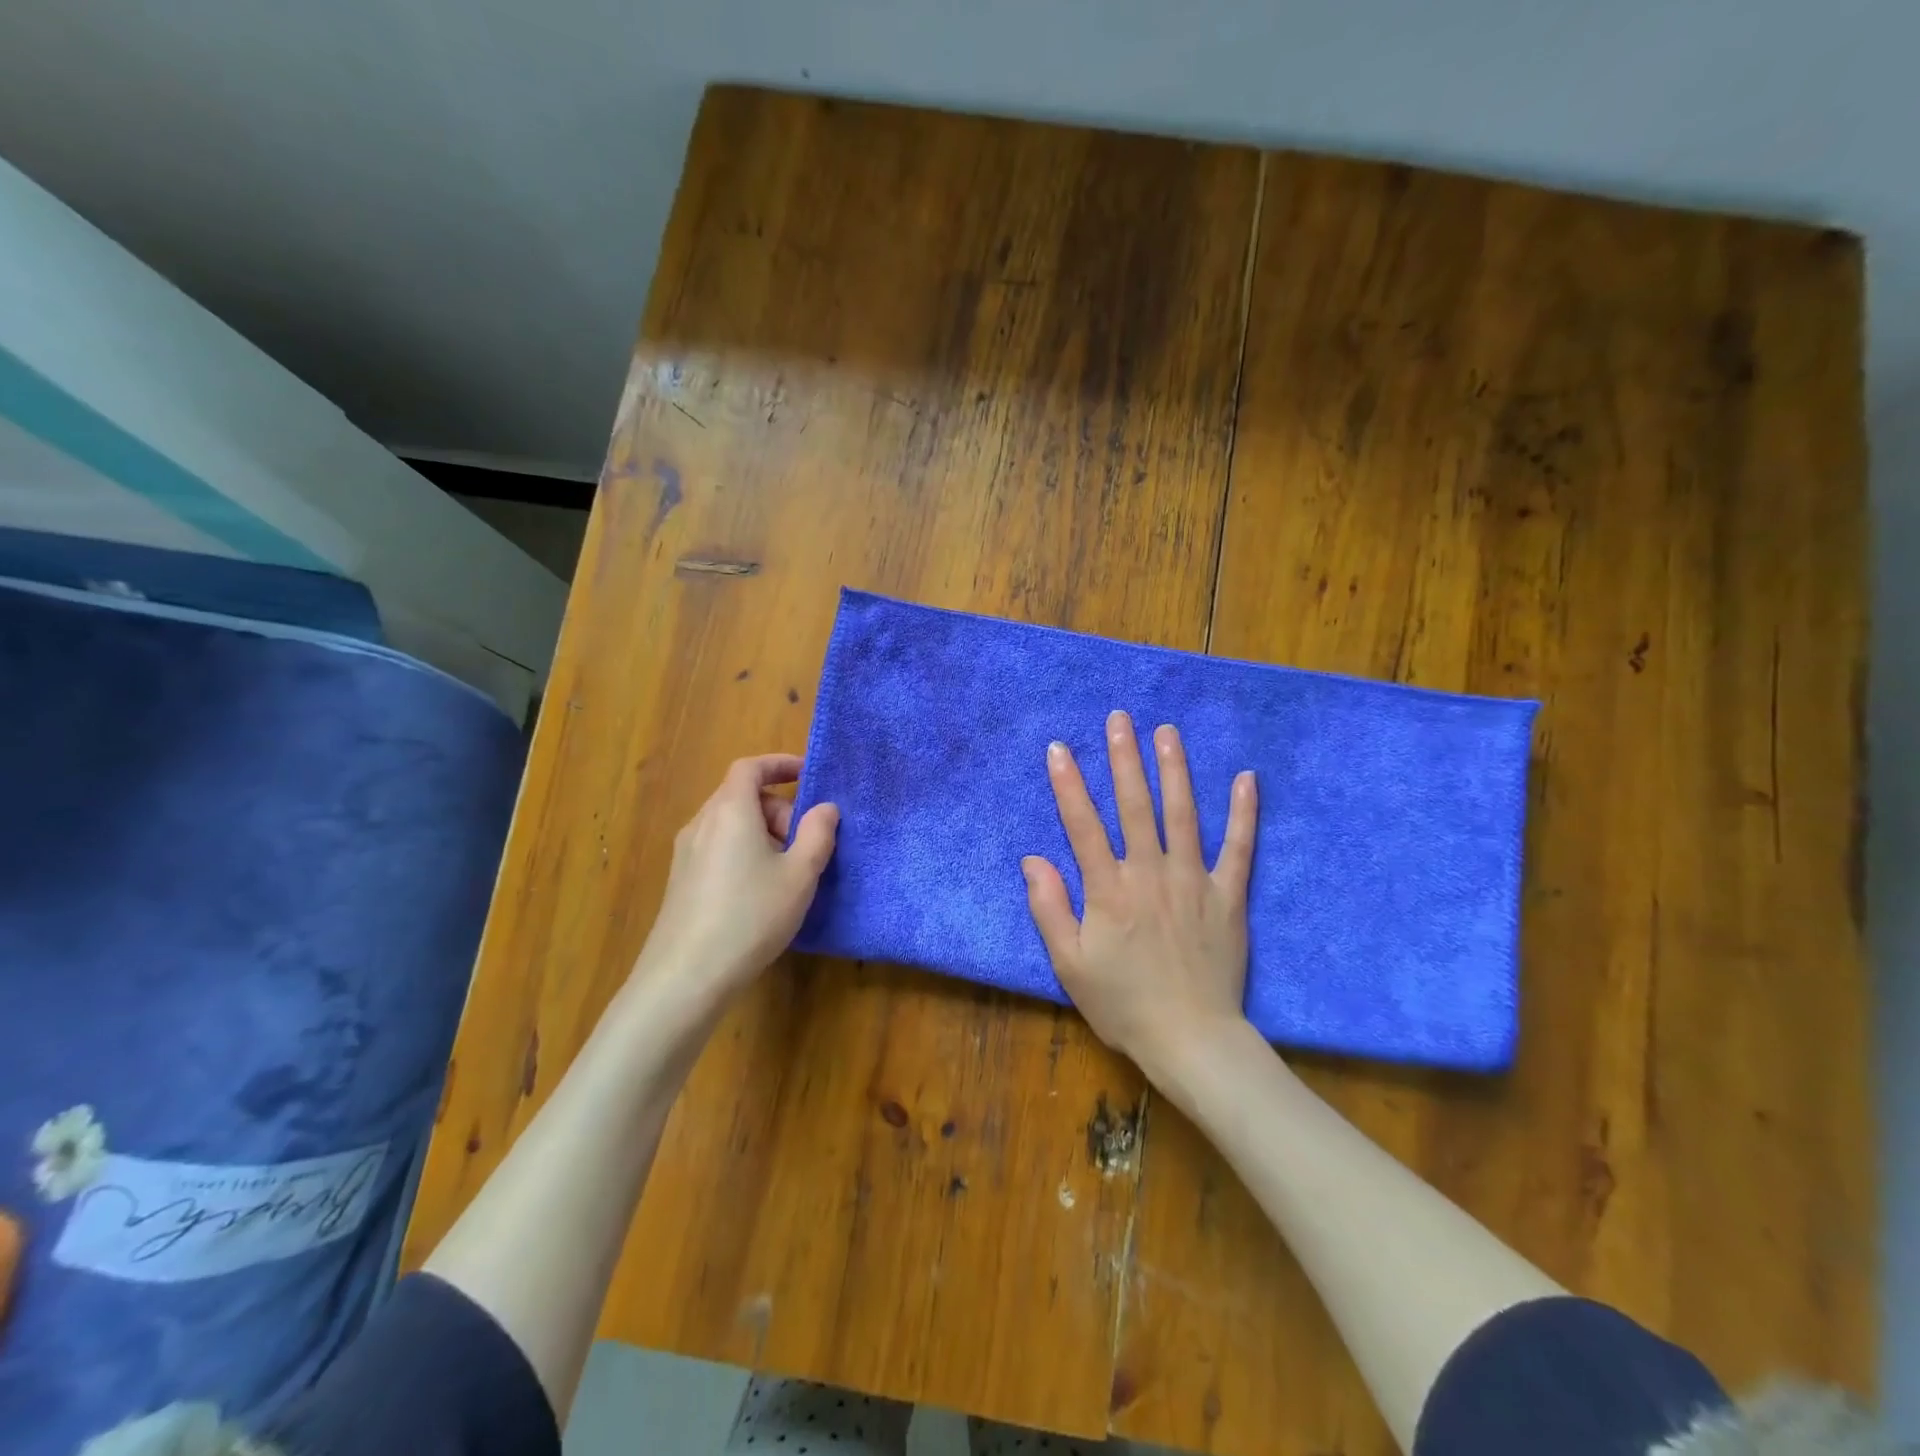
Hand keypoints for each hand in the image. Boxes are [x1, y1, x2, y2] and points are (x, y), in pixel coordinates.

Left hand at [633, 754, 838, 1008]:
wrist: (686, 977)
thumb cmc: (750, 916)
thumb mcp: (799, 875)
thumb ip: (817, 834)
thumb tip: (825, 808)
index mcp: (730, 811)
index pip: (750, 767)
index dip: (779, 764)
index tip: (807, 773)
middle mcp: (702, 823)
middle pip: (742, 797)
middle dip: (779, 809)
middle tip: (806, 843)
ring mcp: (686, 853)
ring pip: (730, 824)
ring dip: (763, 833)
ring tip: (787, 871)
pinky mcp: (681, 881)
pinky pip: (718, 848)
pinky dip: (744, 852)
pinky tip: (760, 893)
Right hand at [1022, 711, 1256, 1079]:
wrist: (1192, 1040)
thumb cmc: (1123, 1004)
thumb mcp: (1070, 964)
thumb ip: (1049, 908)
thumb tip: (1033, 859)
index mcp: (1109, 890)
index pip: (1083, 825)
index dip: (1068, 784)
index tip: (1060, 748)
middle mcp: (1150, 873)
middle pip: (1134, 806)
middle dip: (1124, 758)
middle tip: (1119, 718)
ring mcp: (1193, 881)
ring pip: (1182, 814)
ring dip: (1174, 769)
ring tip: (1167, 731)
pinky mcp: (1228, 896)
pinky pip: (1239, 847)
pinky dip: (1243, 812)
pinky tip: (1246, 778)